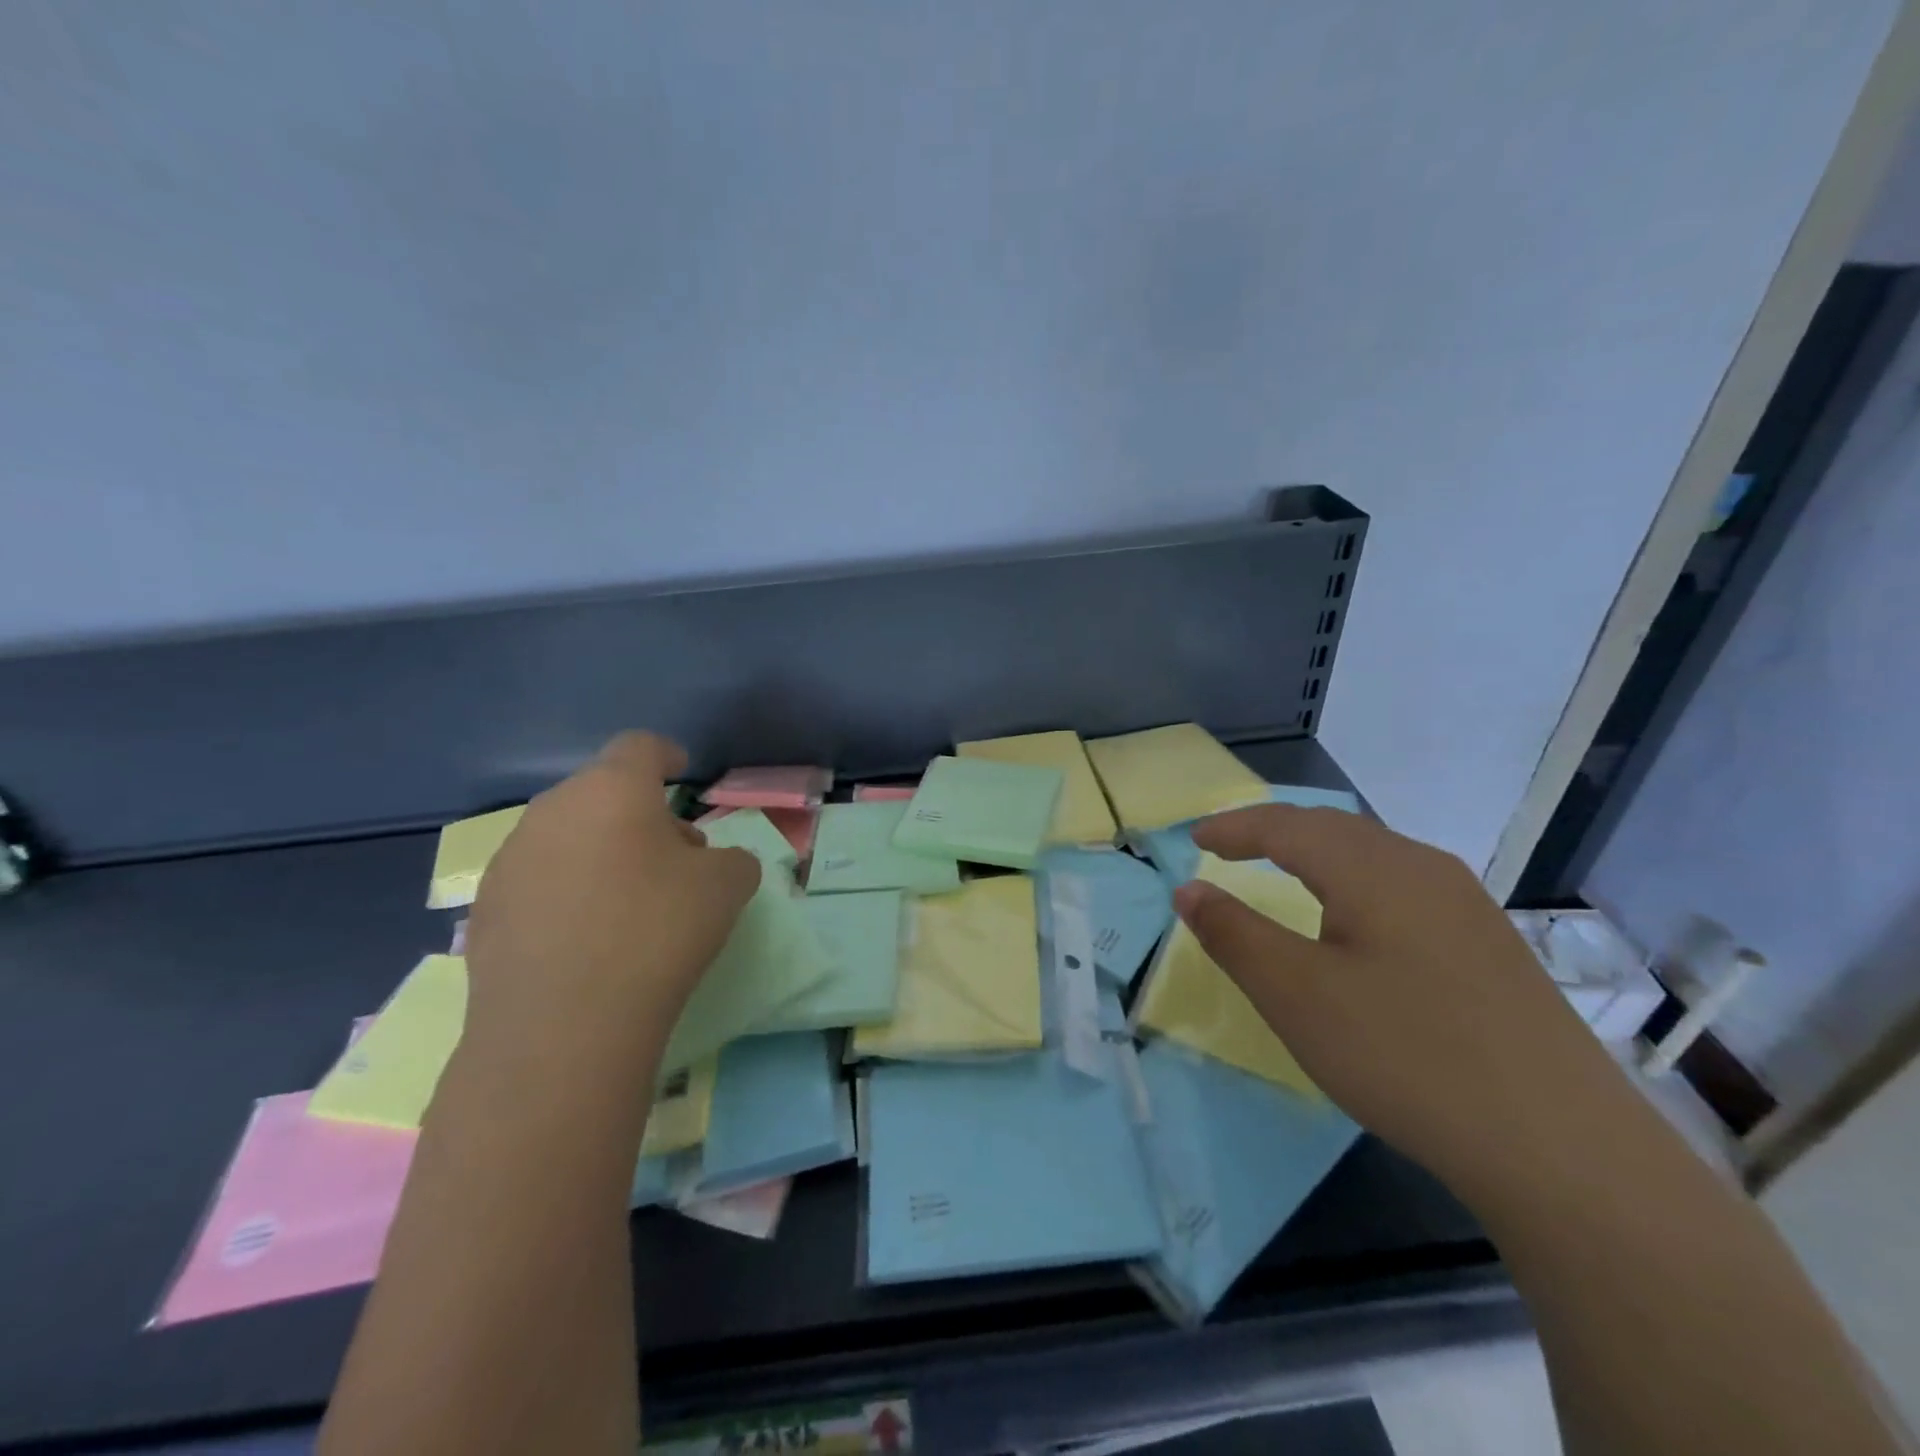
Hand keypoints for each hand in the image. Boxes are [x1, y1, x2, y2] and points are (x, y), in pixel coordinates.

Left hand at [462, 732, 760, 1064]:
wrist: (563, 1027)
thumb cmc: (658, 932)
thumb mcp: (727, 886)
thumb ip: (731, 858)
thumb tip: (712, 863)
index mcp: (612, 790)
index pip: (640, 746)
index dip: (666, 754)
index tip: (682, 772)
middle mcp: (552, 811)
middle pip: (602, 792)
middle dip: (639, 813)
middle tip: (671, 855)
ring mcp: (509, 860)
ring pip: (566, 835)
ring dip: (601, 850)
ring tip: (628, 900)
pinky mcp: (484, 910)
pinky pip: (538, 880)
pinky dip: (566, 891)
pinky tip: (586, 937)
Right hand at [1174, 806, 1636, 1198]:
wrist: (1563, 1148)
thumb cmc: (1405, 1056)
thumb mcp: (1295, 995)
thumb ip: (1233, 934)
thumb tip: (1188, 890)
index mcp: (1372, 868)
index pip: (1286, 826)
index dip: (1234, 828)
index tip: (1194, 841)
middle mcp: (1423, 868)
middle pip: (1332, 828)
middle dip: (1273, 831)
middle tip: (1228, 849)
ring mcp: (1466, 905)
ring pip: (1373, 854)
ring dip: (1316, 853)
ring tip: (1282, 873)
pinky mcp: (1489, 944)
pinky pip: (1403, 885)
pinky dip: (1354, 881)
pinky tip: (1356, 922)